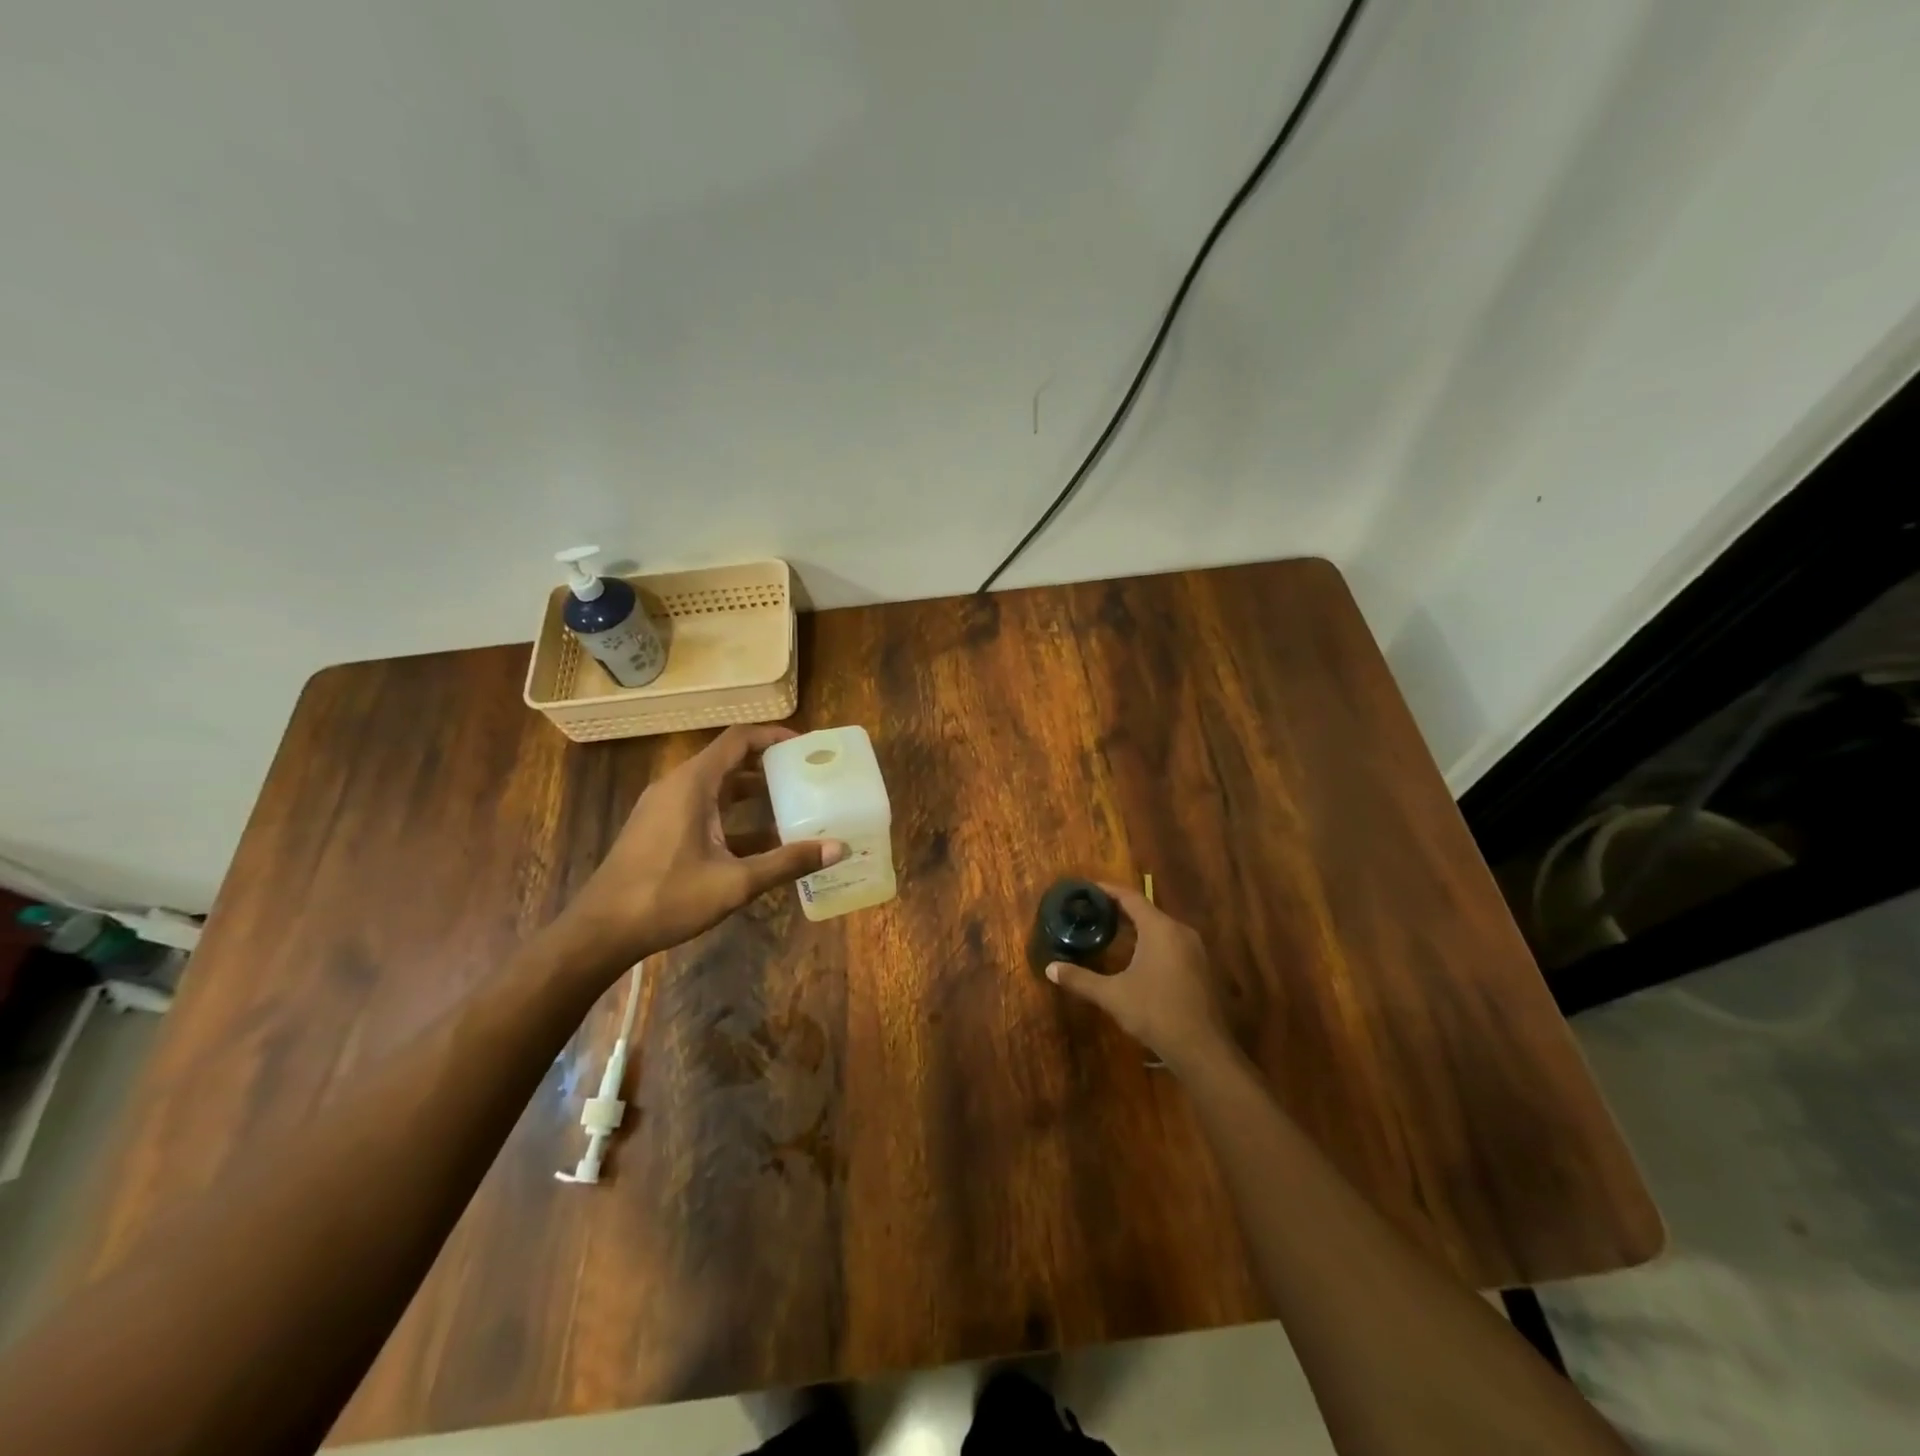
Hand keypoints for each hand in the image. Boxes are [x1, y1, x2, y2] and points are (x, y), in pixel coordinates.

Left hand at [557, 725, 843, 970]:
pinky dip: (732, 815)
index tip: (805, 746)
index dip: (773, 737)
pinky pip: (702, 808)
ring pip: (716, 787)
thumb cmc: (666, 898)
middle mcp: (677, 786)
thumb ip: (787, 862)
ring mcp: (664, 808)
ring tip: (791, 804)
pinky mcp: (659, 829)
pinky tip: (760, 842)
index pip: (738, 740)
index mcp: (692, 785)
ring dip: (752, 793)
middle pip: (728, 761)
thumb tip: (838, 848)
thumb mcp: (735, 882)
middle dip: (768, 766)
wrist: (601, 931)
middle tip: (806, 776)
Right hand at [1046, 882, 1232, 1073]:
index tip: (1087, 889)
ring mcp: (1194, 950)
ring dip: (1136, 927)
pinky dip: (1150, 942)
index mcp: (1160, 928)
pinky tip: (1135, 957)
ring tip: (1109, 931)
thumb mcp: (1112, 995)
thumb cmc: (1155, 1013)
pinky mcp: (1200, 967)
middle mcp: (1180, 931)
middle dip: (1119, 910)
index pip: (1131, 898)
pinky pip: (1171, 943)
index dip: (1108, 891)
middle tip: (1092, 911)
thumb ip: (1080, 979)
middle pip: (1146, 910)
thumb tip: (1049, 968)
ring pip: (1160, 927)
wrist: (1202, 1049)